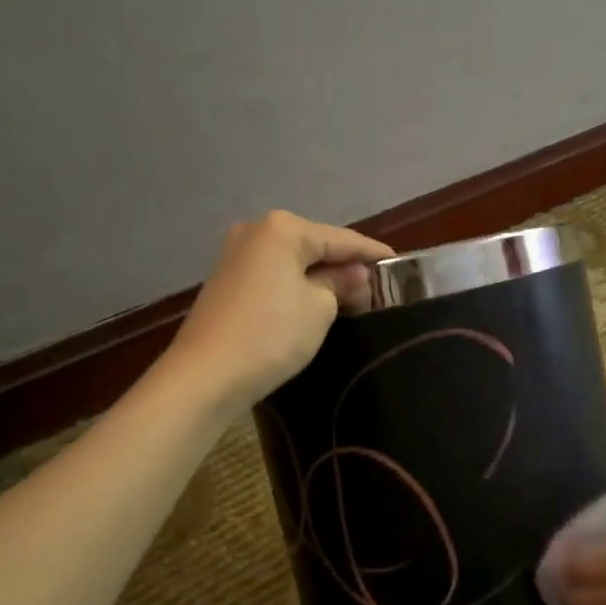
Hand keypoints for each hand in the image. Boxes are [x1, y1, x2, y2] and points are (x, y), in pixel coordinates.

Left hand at [165, 210, 394, 411]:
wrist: (206, 375)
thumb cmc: (271, 334)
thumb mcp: (320, 308)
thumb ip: (342, 284)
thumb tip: (356, 276)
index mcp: (283, 229)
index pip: (341, 238)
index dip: (371, 252)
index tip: (399, 262)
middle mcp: (256, 231)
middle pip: (314, 245)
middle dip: (344, 264)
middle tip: (377, 284)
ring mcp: (235, 255)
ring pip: (292, 261)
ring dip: (320, 276)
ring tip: (352, 294)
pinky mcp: (226, 281)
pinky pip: (274, 275)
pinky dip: (296, 285)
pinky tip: (315, 300)